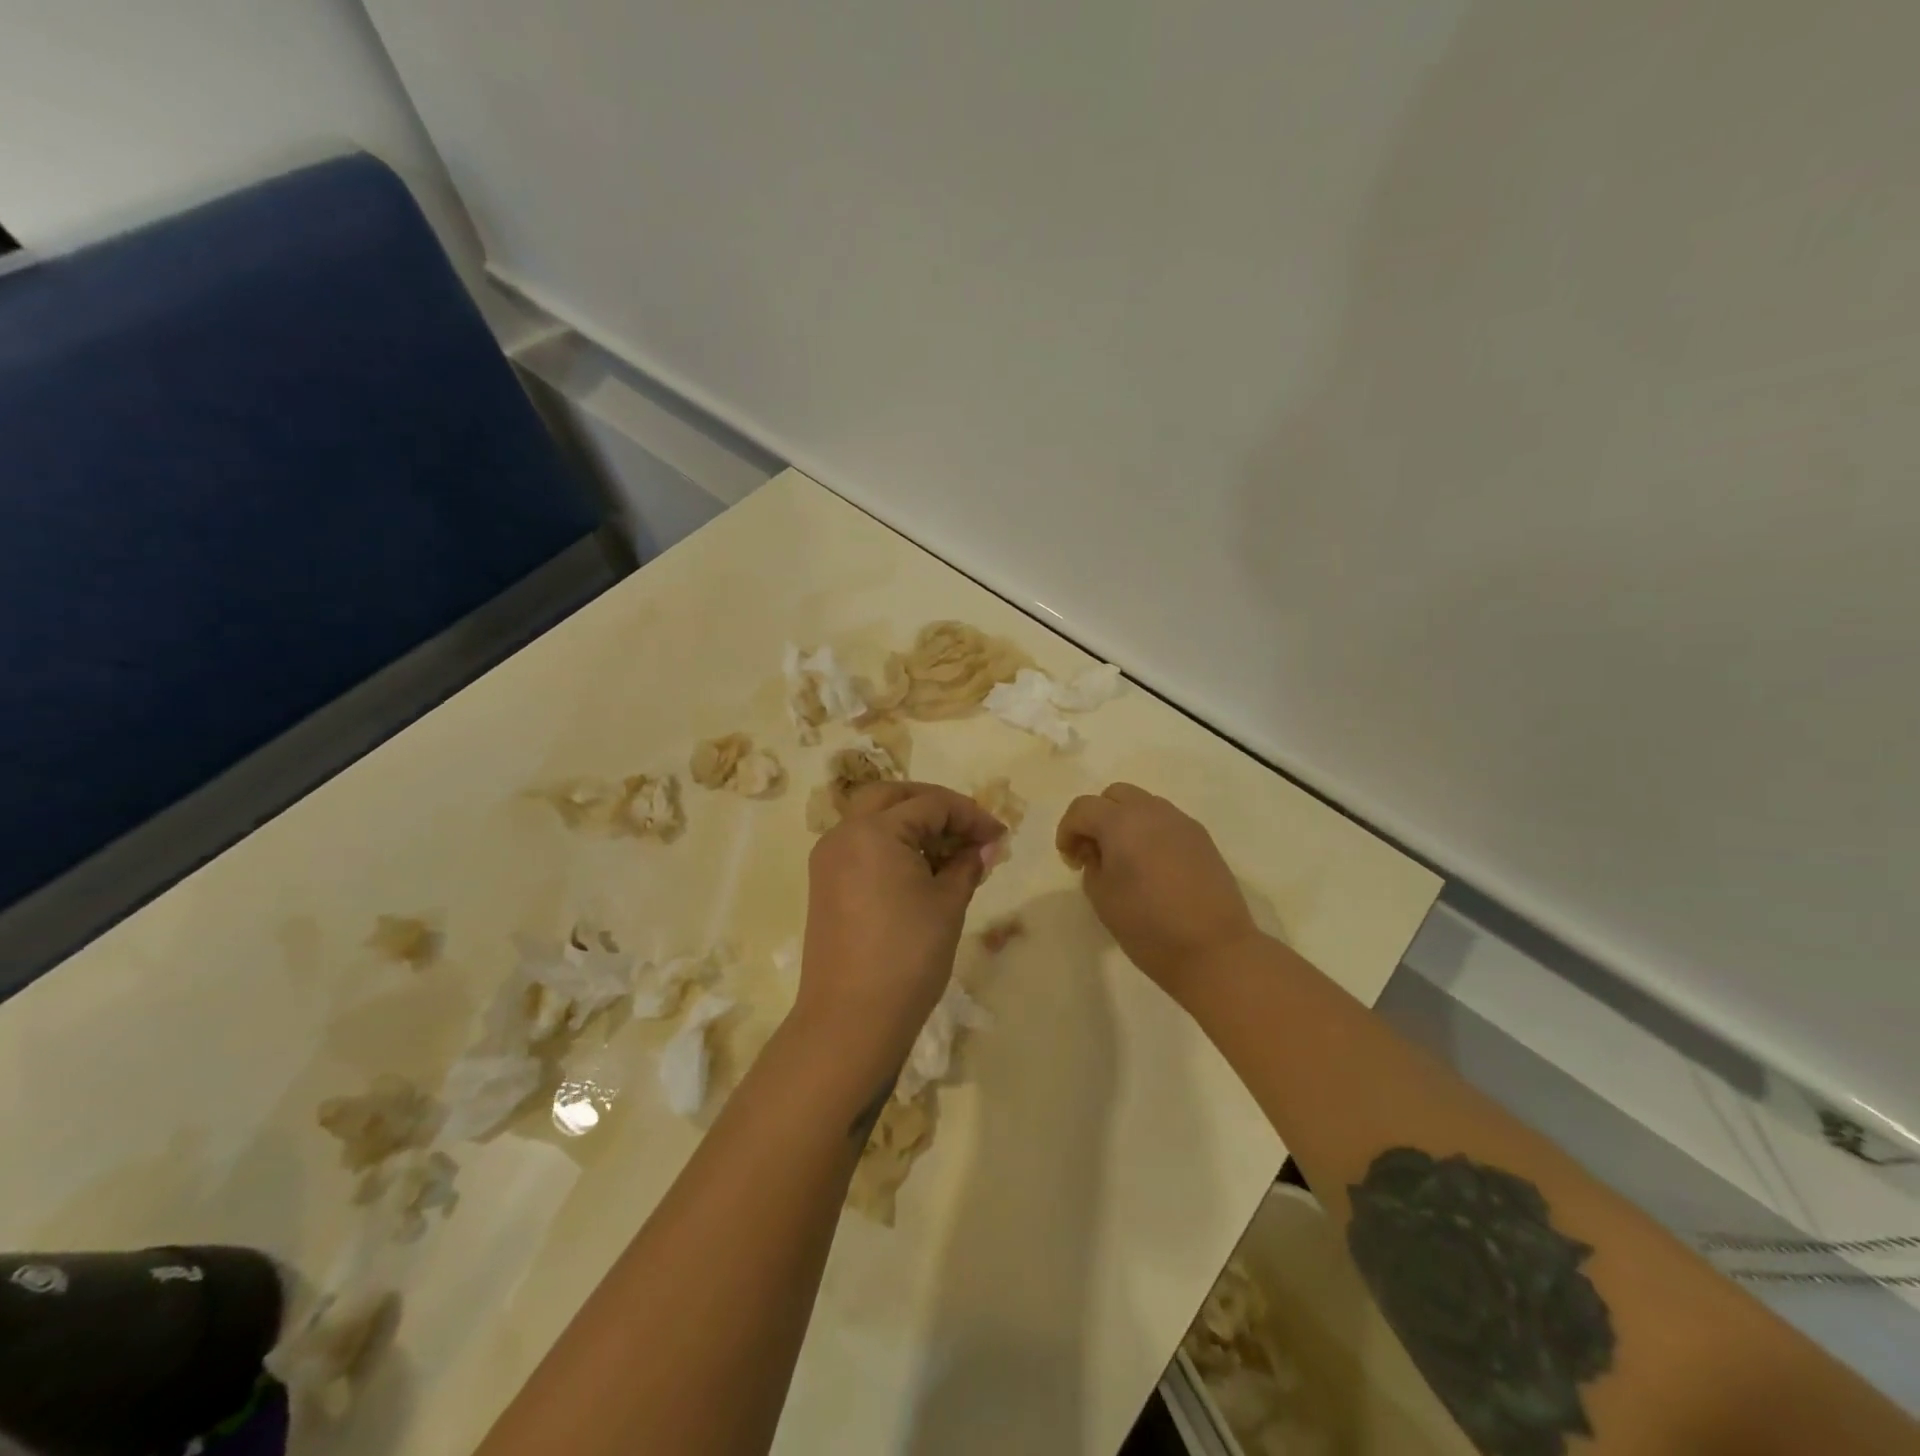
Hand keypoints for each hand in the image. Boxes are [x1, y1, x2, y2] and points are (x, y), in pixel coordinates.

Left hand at [797, 781, 1006, 1069]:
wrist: (851, 1020)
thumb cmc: (907, 956)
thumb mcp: (947, 905)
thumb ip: (967, 865)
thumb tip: (986, 847)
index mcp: (873, 831)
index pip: (931, 805)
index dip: (971, 816)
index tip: (1000, 837)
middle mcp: (844, 834)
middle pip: (894, 797)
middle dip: (935, 806)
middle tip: (968, 830)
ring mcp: (829, 859)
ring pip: (873, 819)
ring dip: (911, 824)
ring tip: (949, 853)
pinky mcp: (825, 884)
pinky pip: (861, 845)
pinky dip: (891, 845)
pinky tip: (920, 870)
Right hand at [1056, 783, 1259, 999]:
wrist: (1214, 950)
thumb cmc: (1148, 927)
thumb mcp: (1102, 898)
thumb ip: (1092, 865)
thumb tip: (1098, 853)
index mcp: (1121, 823)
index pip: (1083, 808)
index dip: (1067, 830)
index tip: (1070, 861)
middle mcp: (1152, 812)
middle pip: (1114, 795)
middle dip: (1097, 817)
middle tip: (1094, 853)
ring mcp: (1181, 822)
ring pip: (1143, 804)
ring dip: (1125, 822)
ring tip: (1125, 860)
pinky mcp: (1202, 838)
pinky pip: (1166, 822)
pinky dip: (1150, 833)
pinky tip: (1152, 867)